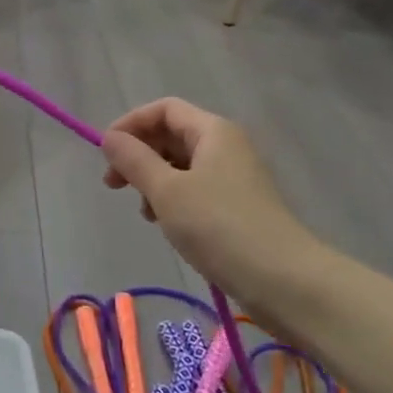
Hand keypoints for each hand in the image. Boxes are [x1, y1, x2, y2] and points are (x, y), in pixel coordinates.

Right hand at [101, 99, 325, 305]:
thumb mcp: (167, 191)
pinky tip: (166, 224)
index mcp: (213, 131)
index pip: (163, 109)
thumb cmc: (220, 227)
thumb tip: (110, 138)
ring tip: (144, 211)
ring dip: (153, 180)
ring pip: (181, 165)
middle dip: (139, 154)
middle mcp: (226, 147)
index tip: (106, 153)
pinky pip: (195, 189)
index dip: (130, 124)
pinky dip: (173, 199)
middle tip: (114, 185)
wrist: (286, 283)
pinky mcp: (237, 207)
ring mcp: (234, 178)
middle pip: (171, 135)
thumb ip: (134, 160)